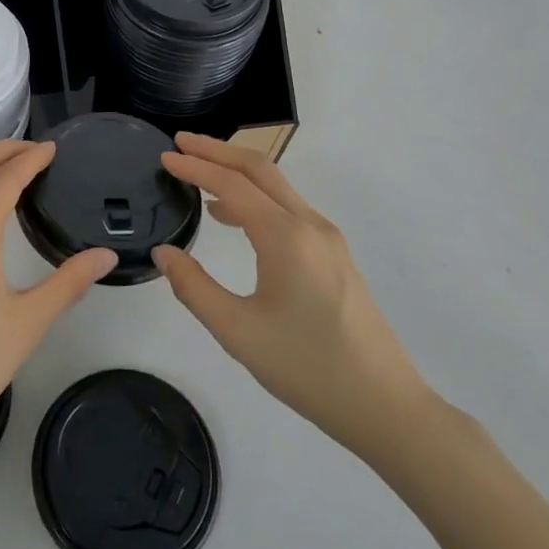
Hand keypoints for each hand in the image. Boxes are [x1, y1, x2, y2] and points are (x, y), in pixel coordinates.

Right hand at [152, 133, 433, 461]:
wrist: (385, 406)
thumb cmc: (307, 368)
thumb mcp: (237, 332)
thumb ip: (194, 287)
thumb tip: (163, 252)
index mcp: (286, 237)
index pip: (232, 184)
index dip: (195, 167)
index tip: (164, 156)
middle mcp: (309, 225)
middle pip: (259, 170)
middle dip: (218, 151)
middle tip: (181, 143)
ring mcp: (327, 239)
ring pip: (277, 187)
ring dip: (237, 172)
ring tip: (199, 176)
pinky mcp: (335, 255)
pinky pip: (289, 208)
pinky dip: (256, 197)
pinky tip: (234, 218)